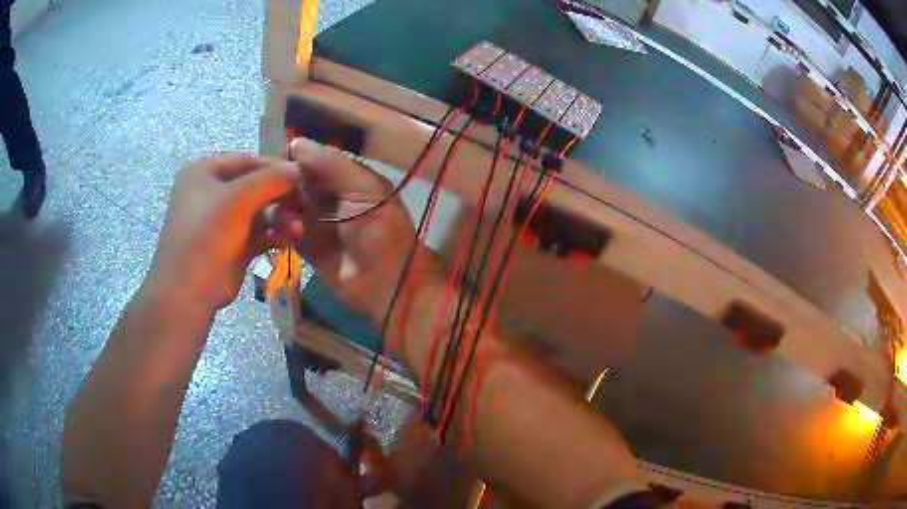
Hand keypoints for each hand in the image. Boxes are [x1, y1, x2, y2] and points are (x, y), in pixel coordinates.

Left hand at [147, 154, 303, 309]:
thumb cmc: (206, 234)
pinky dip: (275, 234)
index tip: (304, 174)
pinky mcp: (233, 246)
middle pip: (254, 186)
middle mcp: (212, 194)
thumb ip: (271, 179)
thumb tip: (300, 168)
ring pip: (259, 212)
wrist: (187, 292)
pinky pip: (259, 233)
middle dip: (280, 195)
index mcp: (204, 173)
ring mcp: (222, 222)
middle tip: (305, 202)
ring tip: (298, 227)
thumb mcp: (238, 198)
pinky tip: (292, 238)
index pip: (246, 160)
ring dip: (280, 217)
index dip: (275, 166)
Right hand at [289, 139, 418, 321]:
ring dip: (279, 208)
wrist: (385, 285)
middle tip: (264, 189)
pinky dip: (278, 228)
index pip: (313, 159)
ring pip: (286, 204)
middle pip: (295, 181)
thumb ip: (332, 165)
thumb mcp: (364, 190)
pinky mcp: (304, 244)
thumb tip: (296, 142)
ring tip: (280, 216)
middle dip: (280, 183)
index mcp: (346, 177)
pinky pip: (283, 229)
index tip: (271, 160)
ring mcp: (314, 220)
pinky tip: (278, 230)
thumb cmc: (380, 232)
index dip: (293, 158)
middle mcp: (327, 195)